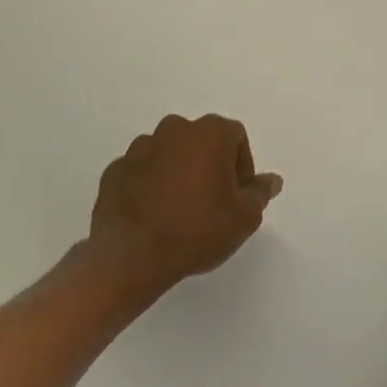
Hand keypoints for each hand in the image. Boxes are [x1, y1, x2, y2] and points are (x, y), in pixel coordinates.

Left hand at [83, 114, 282, 298]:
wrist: (131, 257)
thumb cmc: (197, 231)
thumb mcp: (244, 218)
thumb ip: (260, 193)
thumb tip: (271, 180)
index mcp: (209, 133)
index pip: (236, 137)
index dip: (242, 166)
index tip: (237, 195)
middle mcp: (174, 129)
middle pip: (201, 141)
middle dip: (209, 165)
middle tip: (211, 202)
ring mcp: (140, 147)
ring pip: (169, 154)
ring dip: (177, 172)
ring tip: (178, 210)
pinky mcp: (115, 169)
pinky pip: (141, 171)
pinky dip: (149, 185)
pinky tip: (153, 215)